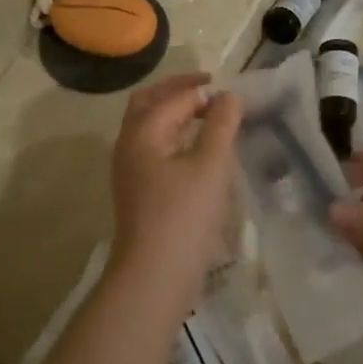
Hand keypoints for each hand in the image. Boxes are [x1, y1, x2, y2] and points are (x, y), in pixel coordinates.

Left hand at [108, 74, 241, 307]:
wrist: (154, 274)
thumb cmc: (184, 215)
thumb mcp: (211, 166)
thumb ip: (220, 125)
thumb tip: (227, 97)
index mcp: (143, 132)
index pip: (174, 97)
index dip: (204, 92)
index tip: (234, 94)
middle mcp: (129, 144)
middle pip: (149, 103)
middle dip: (178, 90)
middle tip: (210, 89)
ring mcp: (130, 169)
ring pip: (149, 126)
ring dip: (174, 112)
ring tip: (208, 115)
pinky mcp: (138, 190)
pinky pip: (154, 148)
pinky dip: (174, 136)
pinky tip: (196, 150)